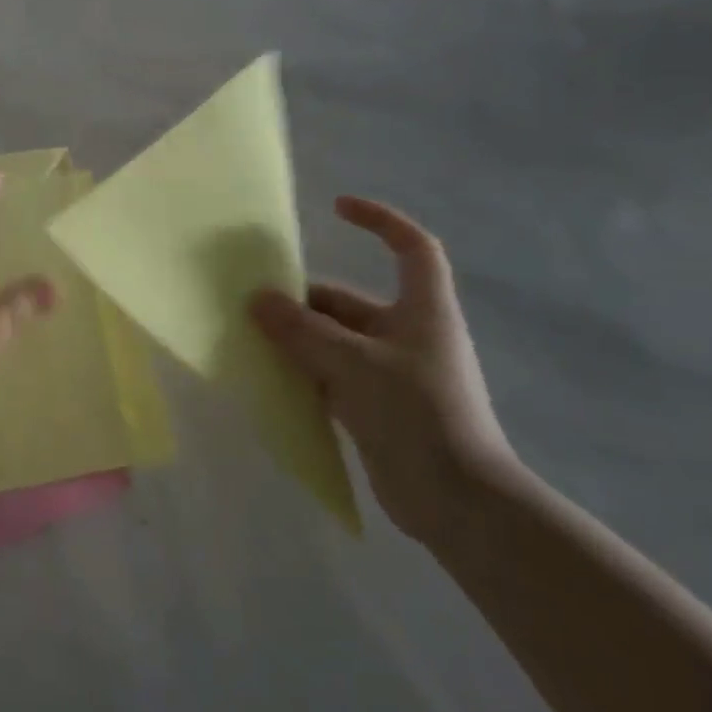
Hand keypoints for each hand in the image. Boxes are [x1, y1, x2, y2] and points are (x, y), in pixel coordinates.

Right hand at [251, 196, 519, 545]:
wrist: (460, 503)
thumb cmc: (417, 415)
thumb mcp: (353, 364)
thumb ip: (302, 331)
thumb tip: (257, 299)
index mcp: (422, 311)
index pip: (411, 247)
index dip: (380, 220)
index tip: (336, 208)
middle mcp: (408, 335)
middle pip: (350, 302)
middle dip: (304, 302)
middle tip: (254, 306)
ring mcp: (392, 374)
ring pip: (335, 342)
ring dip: (298, 340)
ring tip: (251, 341)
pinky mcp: (377, 408)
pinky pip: (332, 377)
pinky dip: (304, 374)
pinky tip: (270, 379)